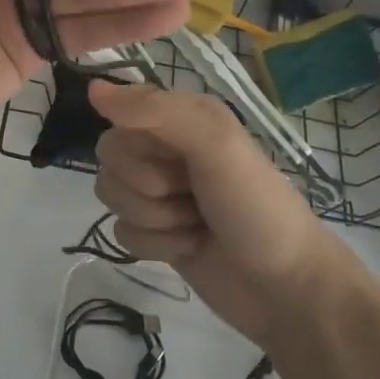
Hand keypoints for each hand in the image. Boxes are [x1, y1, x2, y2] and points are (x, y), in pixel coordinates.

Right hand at [89, 81, 356, 347]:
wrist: (287, 290)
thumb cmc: (256, 206)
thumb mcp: (215, 145)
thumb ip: (155, 111)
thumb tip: (92, 88)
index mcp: (182, 115)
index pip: (121, 111)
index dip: (140, 142)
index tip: (174, 157)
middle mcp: (166, 146)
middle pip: (110, 154)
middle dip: (148, 183)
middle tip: (190, 194)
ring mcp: (159, 191)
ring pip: (111, 192)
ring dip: (154, 216)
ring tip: (194, 223)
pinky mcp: (154, 232)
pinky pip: (121, 231)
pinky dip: (155, 245)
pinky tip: (189, 246)